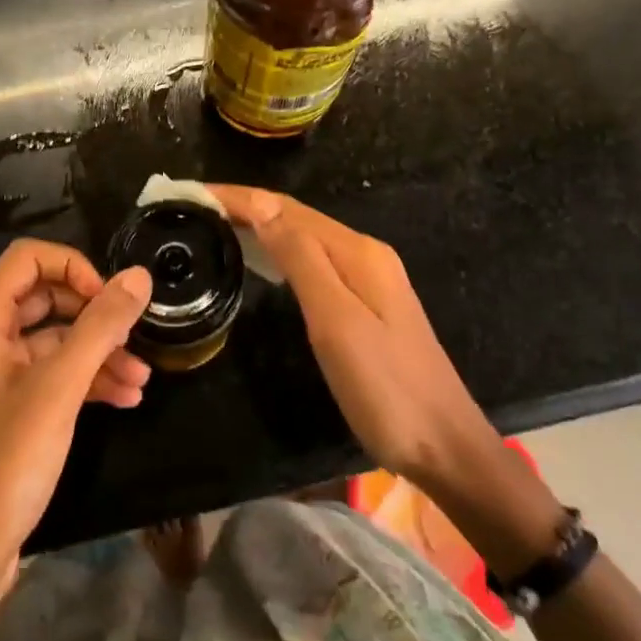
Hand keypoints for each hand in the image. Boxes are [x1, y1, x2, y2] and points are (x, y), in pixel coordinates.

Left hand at [0, 240, 152, 615]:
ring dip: (97, 354)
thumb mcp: (59, 389)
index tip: (110, 299)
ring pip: (52, 343)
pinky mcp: (6, 415)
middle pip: (43, 300)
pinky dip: (85, 383)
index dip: (73, 267)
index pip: (27, 259)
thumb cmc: (3, 464)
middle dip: (93, 314)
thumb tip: (139, 275)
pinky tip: (125, 400)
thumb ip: (100, 327)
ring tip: (143, 378)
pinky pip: (49, 379)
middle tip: (134, 334)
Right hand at [210, 186, 505, 499]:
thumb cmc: (385, 389)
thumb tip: (260, 205)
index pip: (286, 209)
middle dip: (246, 205)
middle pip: (296, 217)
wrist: (447, 448)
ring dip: (261, 225)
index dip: (240, 196)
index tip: (193, 192)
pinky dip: (280, 250)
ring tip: (217, 224)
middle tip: (195, 207)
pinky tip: (263, 259)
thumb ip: (300, 258)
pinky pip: (314, 260)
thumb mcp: (336, 321)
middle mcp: (363, 254)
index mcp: (356, 252)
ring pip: (305, 237)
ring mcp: (369, 278)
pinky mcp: (368, 302)